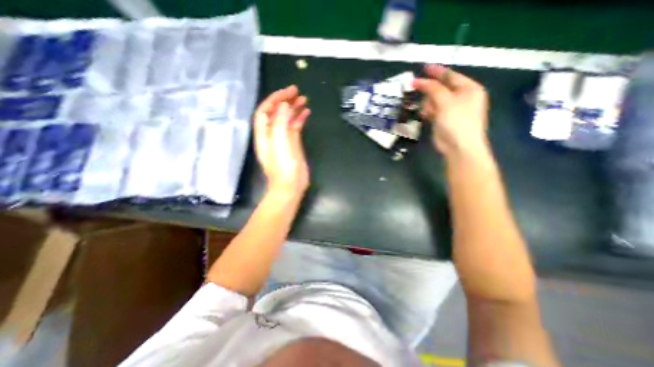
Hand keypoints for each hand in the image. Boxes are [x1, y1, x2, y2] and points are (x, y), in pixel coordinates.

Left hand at [253, 85, 309, 195]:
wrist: (291, 185)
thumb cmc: (283, 167)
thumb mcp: (280, 143)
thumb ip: (280, 122)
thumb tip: (284, 105)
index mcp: (264, 134)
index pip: (265, 111)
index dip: (274, 99)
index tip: (288, 92)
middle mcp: (271, 134)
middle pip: (275, 113)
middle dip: (285, 100)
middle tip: (297, 91)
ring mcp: (283, 139)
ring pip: (286, 119)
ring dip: (293, 108)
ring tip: (304, 99)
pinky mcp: (293, 144)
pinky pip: (294, 127)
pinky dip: (299, 119)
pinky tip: (306, 113)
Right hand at [414, 62, 490, 157]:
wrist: (458, 146)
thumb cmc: (456, 121)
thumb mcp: (445, 101)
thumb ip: (432, 89)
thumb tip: (418, 80)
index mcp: (469, 89)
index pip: (451, 75)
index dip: (436, 71)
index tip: (423, 67)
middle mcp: (462, 97)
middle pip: (441, 88)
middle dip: (430, 91)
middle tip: (416, 89)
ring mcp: (452, 109)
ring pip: (435, 100)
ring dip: (428, 104)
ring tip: (427, 111)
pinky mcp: (444, 120)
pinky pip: (433, 111)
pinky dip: (428, 112)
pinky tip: (426, 115)